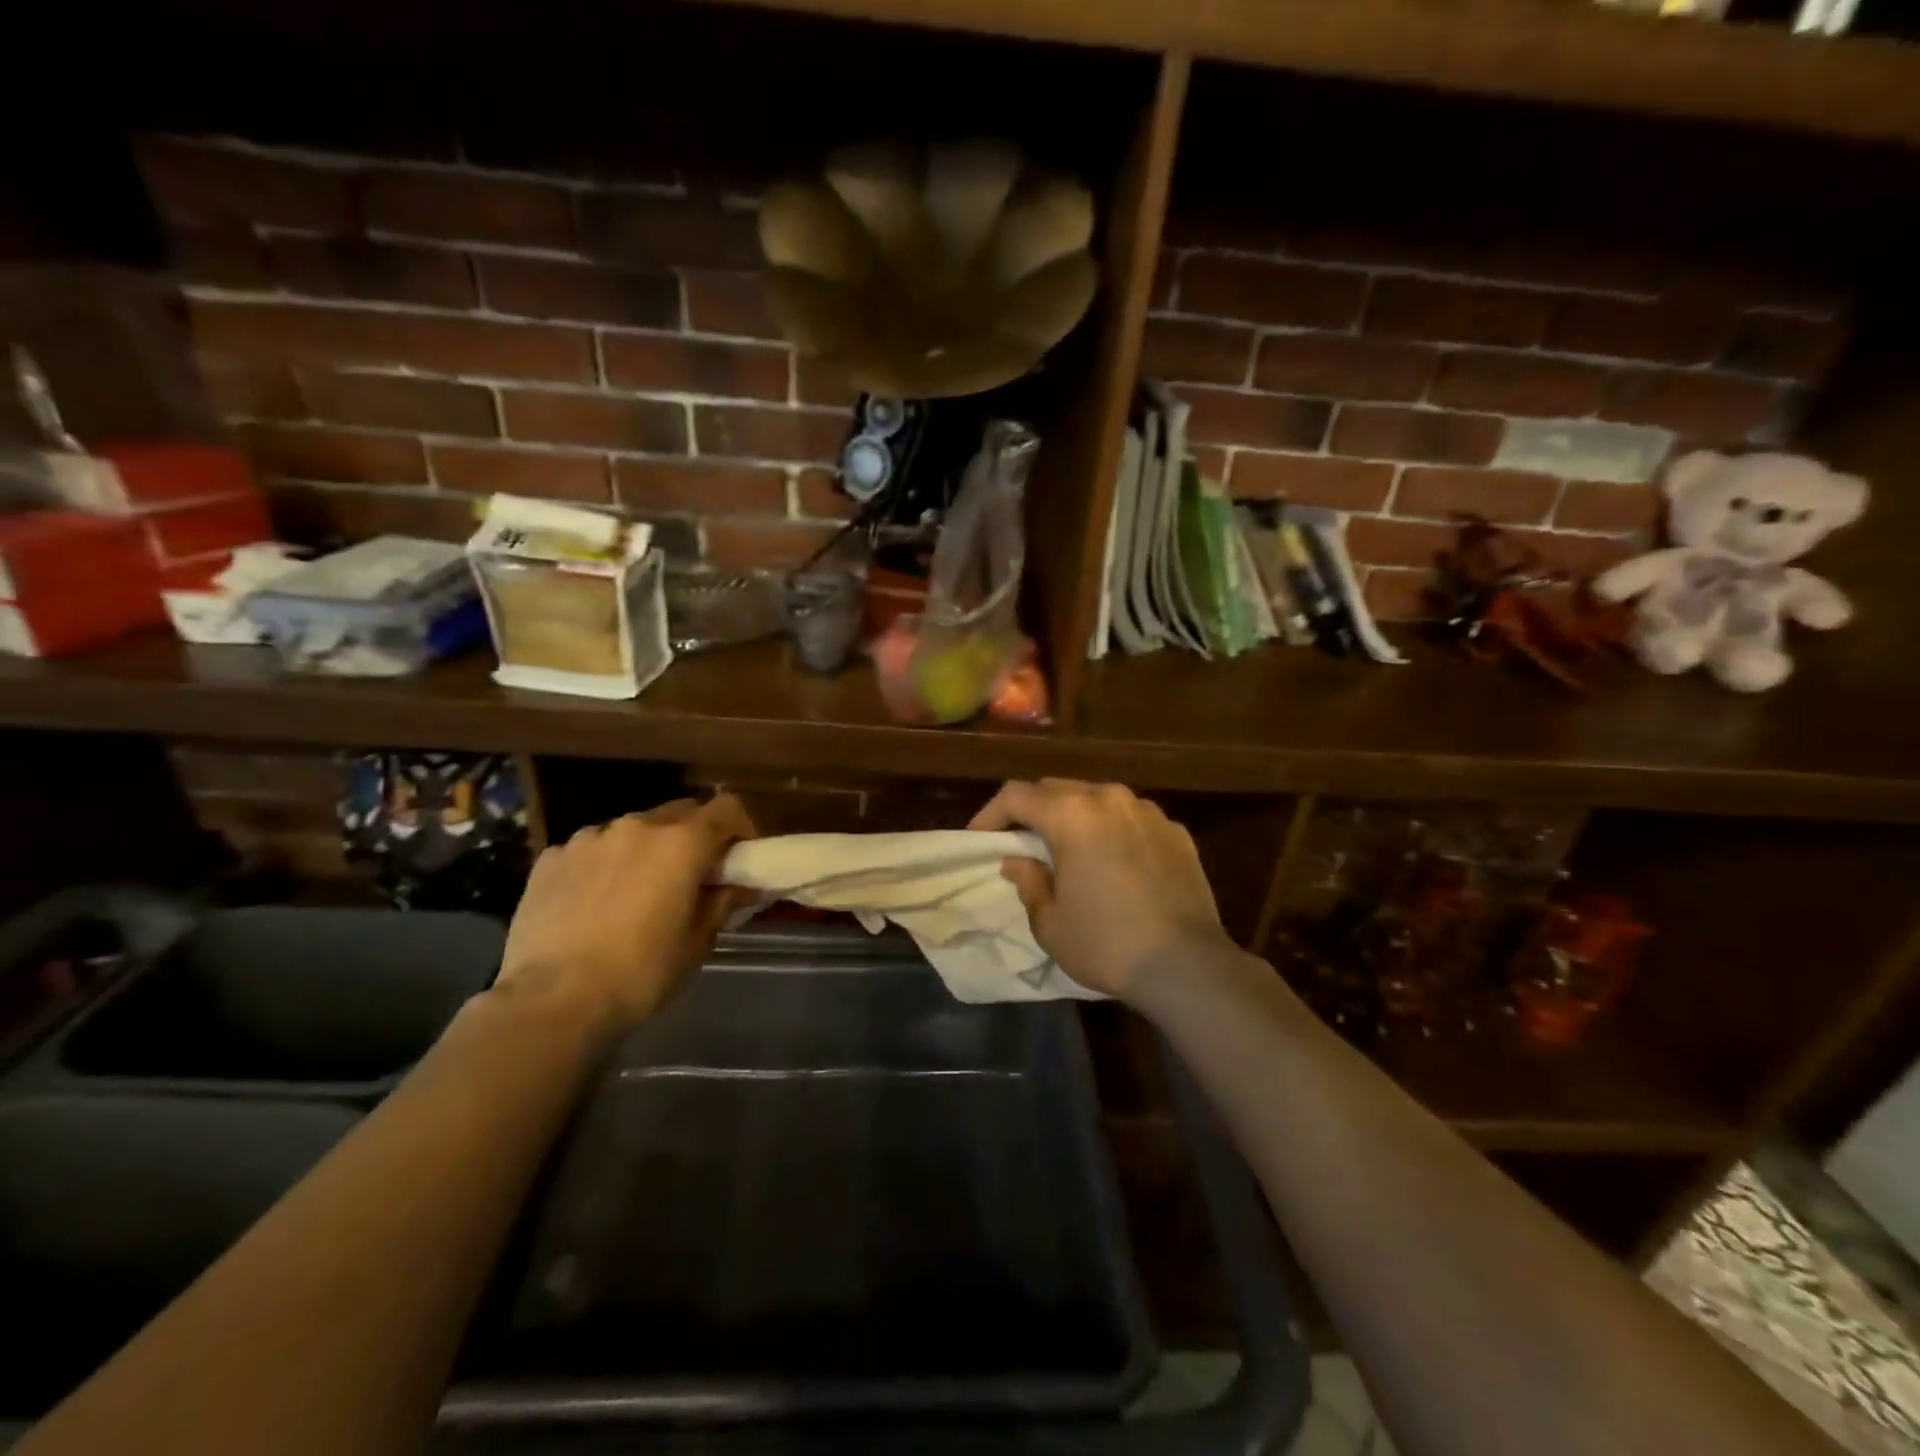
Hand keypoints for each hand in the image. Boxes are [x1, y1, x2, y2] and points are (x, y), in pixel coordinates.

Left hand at [497, 795, 756, 1032]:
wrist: (552, 1002)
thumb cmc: (640, 973)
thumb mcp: (697, 942)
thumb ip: (722, 902)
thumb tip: (741, 886)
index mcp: (681, 843)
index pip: (726, 808)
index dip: (740, 828)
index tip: (739, 858)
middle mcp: (637, 826)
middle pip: (679, 813)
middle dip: (693, 837)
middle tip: (692, 876)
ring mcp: (589, 839)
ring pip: (632, 830)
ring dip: (646, 850)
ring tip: (637, 891)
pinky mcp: (551, 858)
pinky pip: (591, 850)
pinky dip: (604, 865)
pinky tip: (594, 903)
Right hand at [969, 779, 1231, 1001]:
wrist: (1186, 965)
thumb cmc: (1106, 943)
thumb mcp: (1050, 922)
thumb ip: (1029, 882)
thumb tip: (1018, 861)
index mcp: (1071, 815)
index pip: (1016, 795)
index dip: (991, 814)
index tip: (980, 839)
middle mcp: (1109, 799)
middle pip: (1057, 789)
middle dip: (1032, 810)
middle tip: (1020, 841)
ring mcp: (1147, 811)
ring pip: (1097, 798)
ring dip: (1074, 815)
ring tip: (1068, 847)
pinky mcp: (1176, 831)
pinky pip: (1131, 818)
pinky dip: (1112, 829)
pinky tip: (1113, 860)